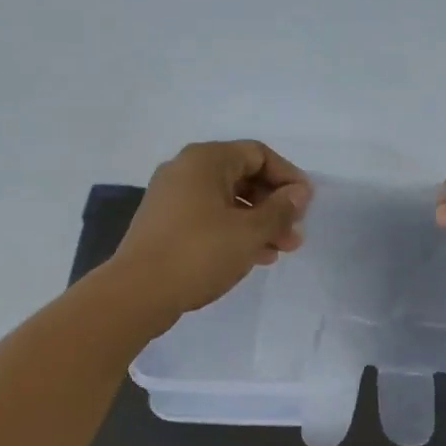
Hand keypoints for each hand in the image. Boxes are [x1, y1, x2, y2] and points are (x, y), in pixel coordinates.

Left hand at [110, 140, 312, 322]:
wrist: (138, 292)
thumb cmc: (199, 253)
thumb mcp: (249, 232)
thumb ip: (280, 210)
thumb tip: (299, 193)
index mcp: (206, 160)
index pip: (258, 154)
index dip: (288, 176)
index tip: (306, 204)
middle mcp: (186, 170)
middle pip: (243, 177)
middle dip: (274, 204)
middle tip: (295, 233)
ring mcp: (172, 197)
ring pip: (227, 201)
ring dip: (258, 222)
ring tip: (281, 249)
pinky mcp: (166, 224)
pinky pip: (210, 217)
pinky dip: (235, 231)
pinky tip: (255, 256)